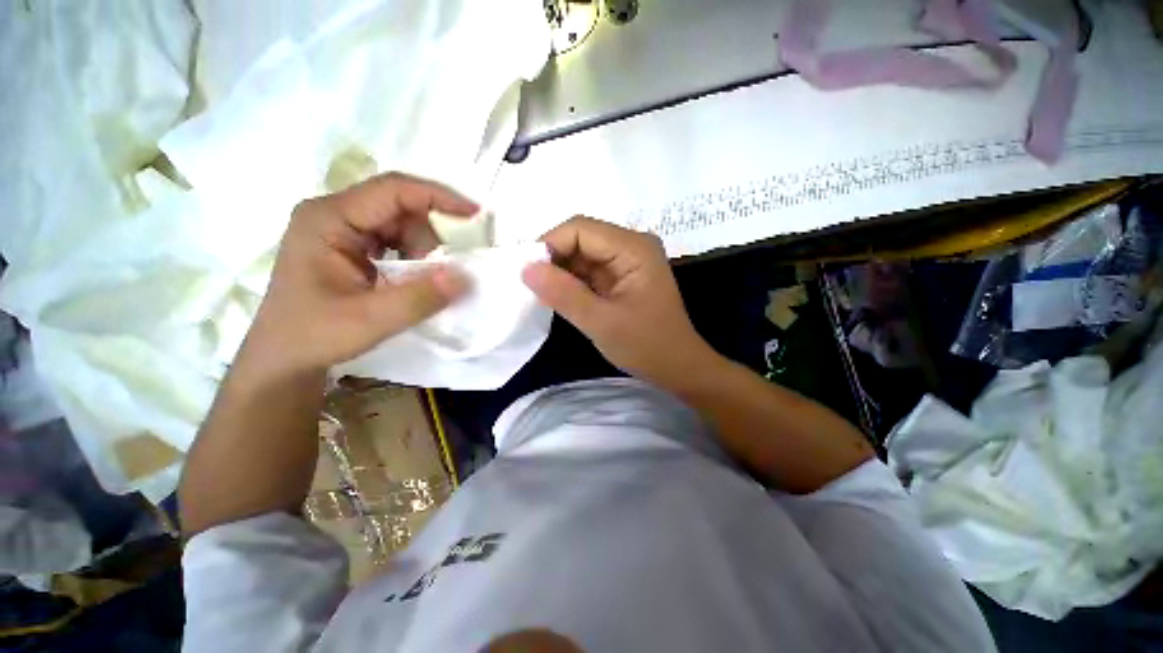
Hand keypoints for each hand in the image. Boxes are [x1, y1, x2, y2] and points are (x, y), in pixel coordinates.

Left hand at [241, 173, 474, 376]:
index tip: (476, 215)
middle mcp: (333, 213)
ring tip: (415, 282)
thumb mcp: (372, 319)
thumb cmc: (314, 336)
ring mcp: (339, 228)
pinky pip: (393, 239)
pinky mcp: (347, 245)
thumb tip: (467, 276)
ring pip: (400, 223)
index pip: (393, 190)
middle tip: (438, 272)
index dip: (439, 197)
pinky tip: (406, 280)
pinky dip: (412, 257)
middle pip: (399, 206)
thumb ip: (421, 297)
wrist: (282, 359)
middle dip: (429, 236)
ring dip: (421, 250)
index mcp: (328, 218)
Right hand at [522, 217, 717, 388]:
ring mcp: (628, 260)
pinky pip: (589, 269)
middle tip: (533, 287)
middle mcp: (632, 245)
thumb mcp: (601, 323)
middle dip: (554, 260)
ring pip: (582, 254)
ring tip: (544, 296)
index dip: (550, 244)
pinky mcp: (622, 275)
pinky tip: (561, 298)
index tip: (527, 273)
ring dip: (561, 272)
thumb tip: (525, 268)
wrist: (677, 367)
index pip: (580, 228)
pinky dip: (572, 281)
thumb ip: (564, 294)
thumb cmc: (646, 346)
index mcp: (634, 248)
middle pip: (581, 237)